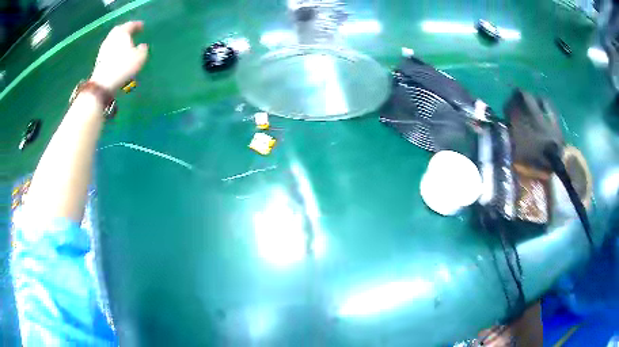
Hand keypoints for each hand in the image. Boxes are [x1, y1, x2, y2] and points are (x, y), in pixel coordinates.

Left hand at [90, 21, 147, 91]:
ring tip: (124, 45)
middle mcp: (112, 38)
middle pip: (118, 30)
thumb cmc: (123, 67)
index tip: (142, 26)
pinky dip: (113, 50)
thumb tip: (142, 47)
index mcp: (122, 33)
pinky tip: (116, 55)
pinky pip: (108, 50)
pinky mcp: (99, 61)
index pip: (131, 25)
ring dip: (118, 41)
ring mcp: (103, 49)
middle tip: (131, 32)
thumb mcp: (140, 57)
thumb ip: (142, 50)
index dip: (137, 25)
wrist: (103, 84)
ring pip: (112, 40)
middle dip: (125, 30)